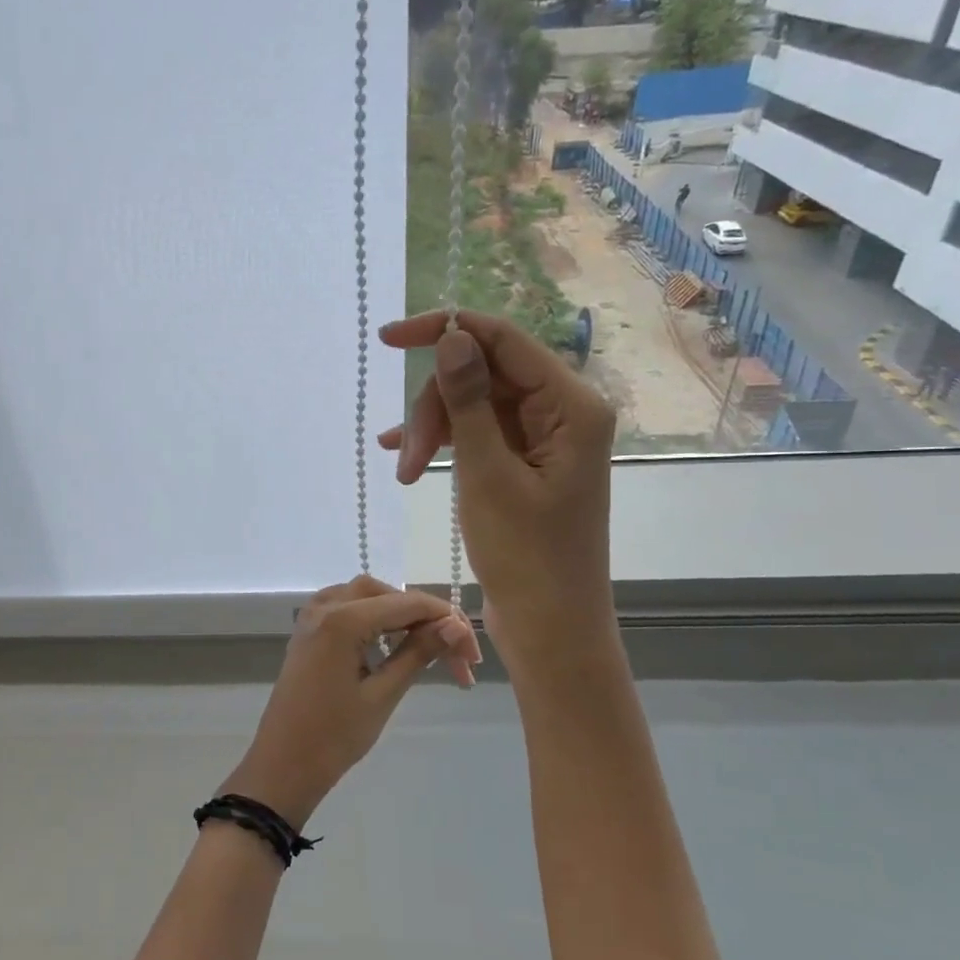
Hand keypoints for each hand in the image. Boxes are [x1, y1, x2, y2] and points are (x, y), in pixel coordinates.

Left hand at [220, 575, 477, 829]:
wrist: (283, 764)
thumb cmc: (334, 736)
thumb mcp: (383, 694)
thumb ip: (418, 653)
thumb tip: (454, 626)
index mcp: (342, 619)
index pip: (407, 603)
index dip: (446, 622)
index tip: (472, 654)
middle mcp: (325, 606)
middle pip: (386, 593)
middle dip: (422, 617)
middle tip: (452, 653)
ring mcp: (311, 616)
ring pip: (365, 596)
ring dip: (398, 615)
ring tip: (426, 650)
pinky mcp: (307, 631)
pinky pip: (346, 608)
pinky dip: (373, 618)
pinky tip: (391, 646)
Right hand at [376, 310, 617, 659]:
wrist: (550, 628)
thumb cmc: (526, 557)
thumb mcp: (487, 474)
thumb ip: (468, 401)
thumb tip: (451, 336)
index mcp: (571, 405)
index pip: (502, 340)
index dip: (444, 330)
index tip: (388, 338)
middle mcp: (563, 411)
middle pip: (484, 374)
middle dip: (436, 406)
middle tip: (405, 458)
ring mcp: (544, 438)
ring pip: (475, 405)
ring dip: (435, 431)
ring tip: (406, 474)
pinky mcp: (526, 462)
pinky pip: (479, 433)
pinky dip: (445, 444)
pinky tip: (408, 461)